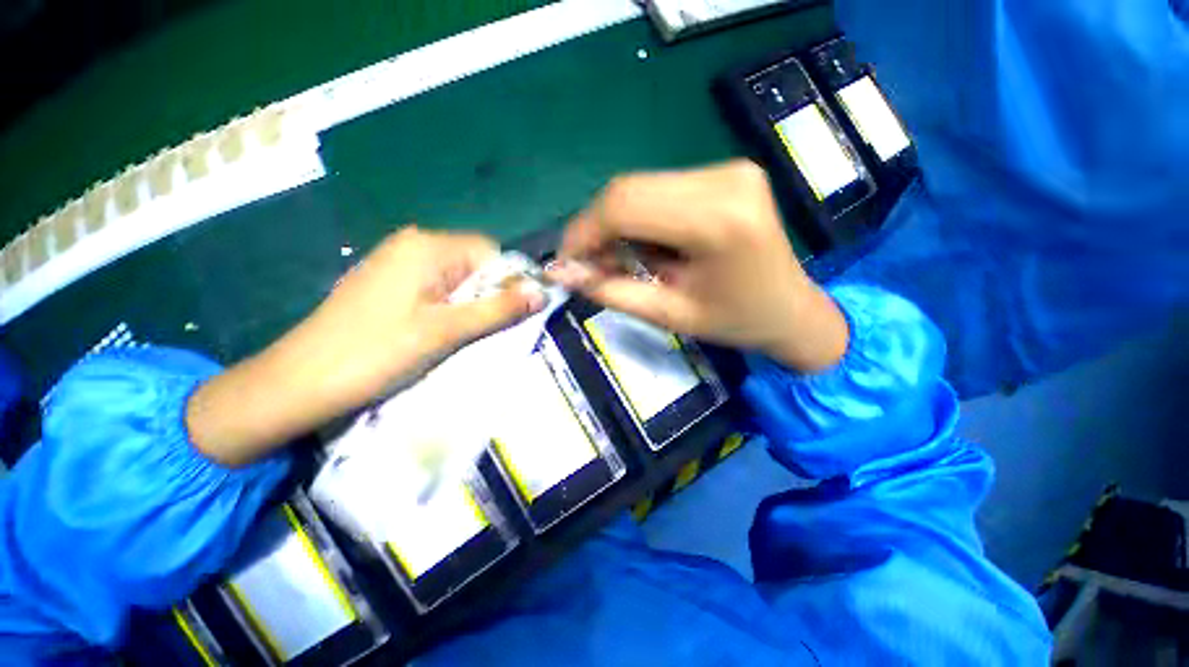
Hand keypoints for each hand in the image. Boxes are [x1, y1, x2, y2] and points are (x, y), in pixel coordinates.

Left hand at [188, 227, 542, 466]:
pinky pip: (436, 288)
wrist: (299, 382)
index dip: (508, 281)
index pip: (491, 251)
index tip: (510, 314)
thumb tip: (543, 293)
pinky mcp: (389, 283)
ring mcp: (397, 263)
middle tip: (483, 330)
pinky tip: (440, 331)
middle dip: (488, 294)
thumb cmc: (376, 352)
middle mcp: (413, 244)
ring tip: (462, 335)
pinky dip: (449, 307)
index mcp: (428, 246)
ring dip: (470, 304)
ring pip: (457, 278)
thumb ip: (498, 309)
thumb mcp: (446, 331)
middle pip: (474, 264)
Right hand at [550, 160, 847, 371]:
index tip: (566, 262)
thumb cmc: (735, 321)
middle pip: (630, 189)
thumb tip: (564, 273)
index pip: (625, 206)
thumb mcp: (669, 315)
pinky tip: (648, 246)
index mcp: (718, 220)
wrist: (790, 309)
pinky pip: (661, 189)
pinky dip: (641, 217)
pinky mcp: (726, 172)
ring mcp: (728, 169)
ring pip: (641, 187)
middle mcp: (725, 179)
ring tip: (622, 261)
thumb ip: (612, 291)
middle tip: (591, 265)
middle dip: (597, 229)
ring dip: (618, 224)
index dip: (583, 232)